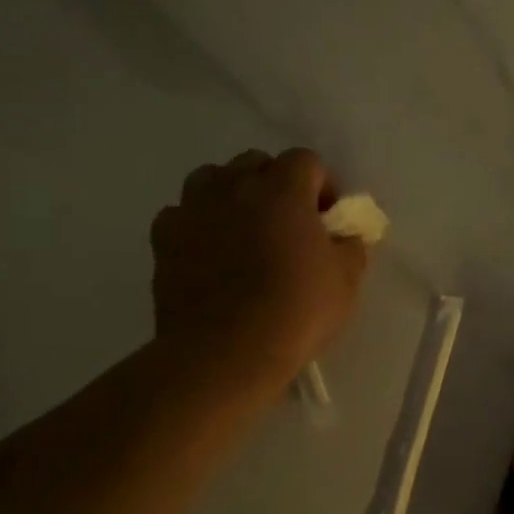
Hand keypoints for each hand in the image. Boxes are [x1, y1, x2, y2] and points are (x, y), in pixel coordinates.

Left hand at [149, 148, 368, 382]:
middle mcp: (234, 186)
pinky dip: (197, 223)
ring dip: (232, 194)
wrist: (226, 353)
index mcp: (283, 190)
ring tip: (243, 230)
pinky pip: (181, 213)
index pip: (306, 160)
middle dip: (275, 184)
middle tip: (288, 223)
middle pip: (256, 162)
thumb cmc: (296, 312)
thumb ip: (350, 245)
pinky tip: (209, 252)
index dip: (321, 185)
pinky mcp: (163, 238)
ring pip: (212, 178)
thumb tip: (344, 234)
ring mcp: (193, 209)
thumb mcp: (347, 280)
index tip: (327, 218)